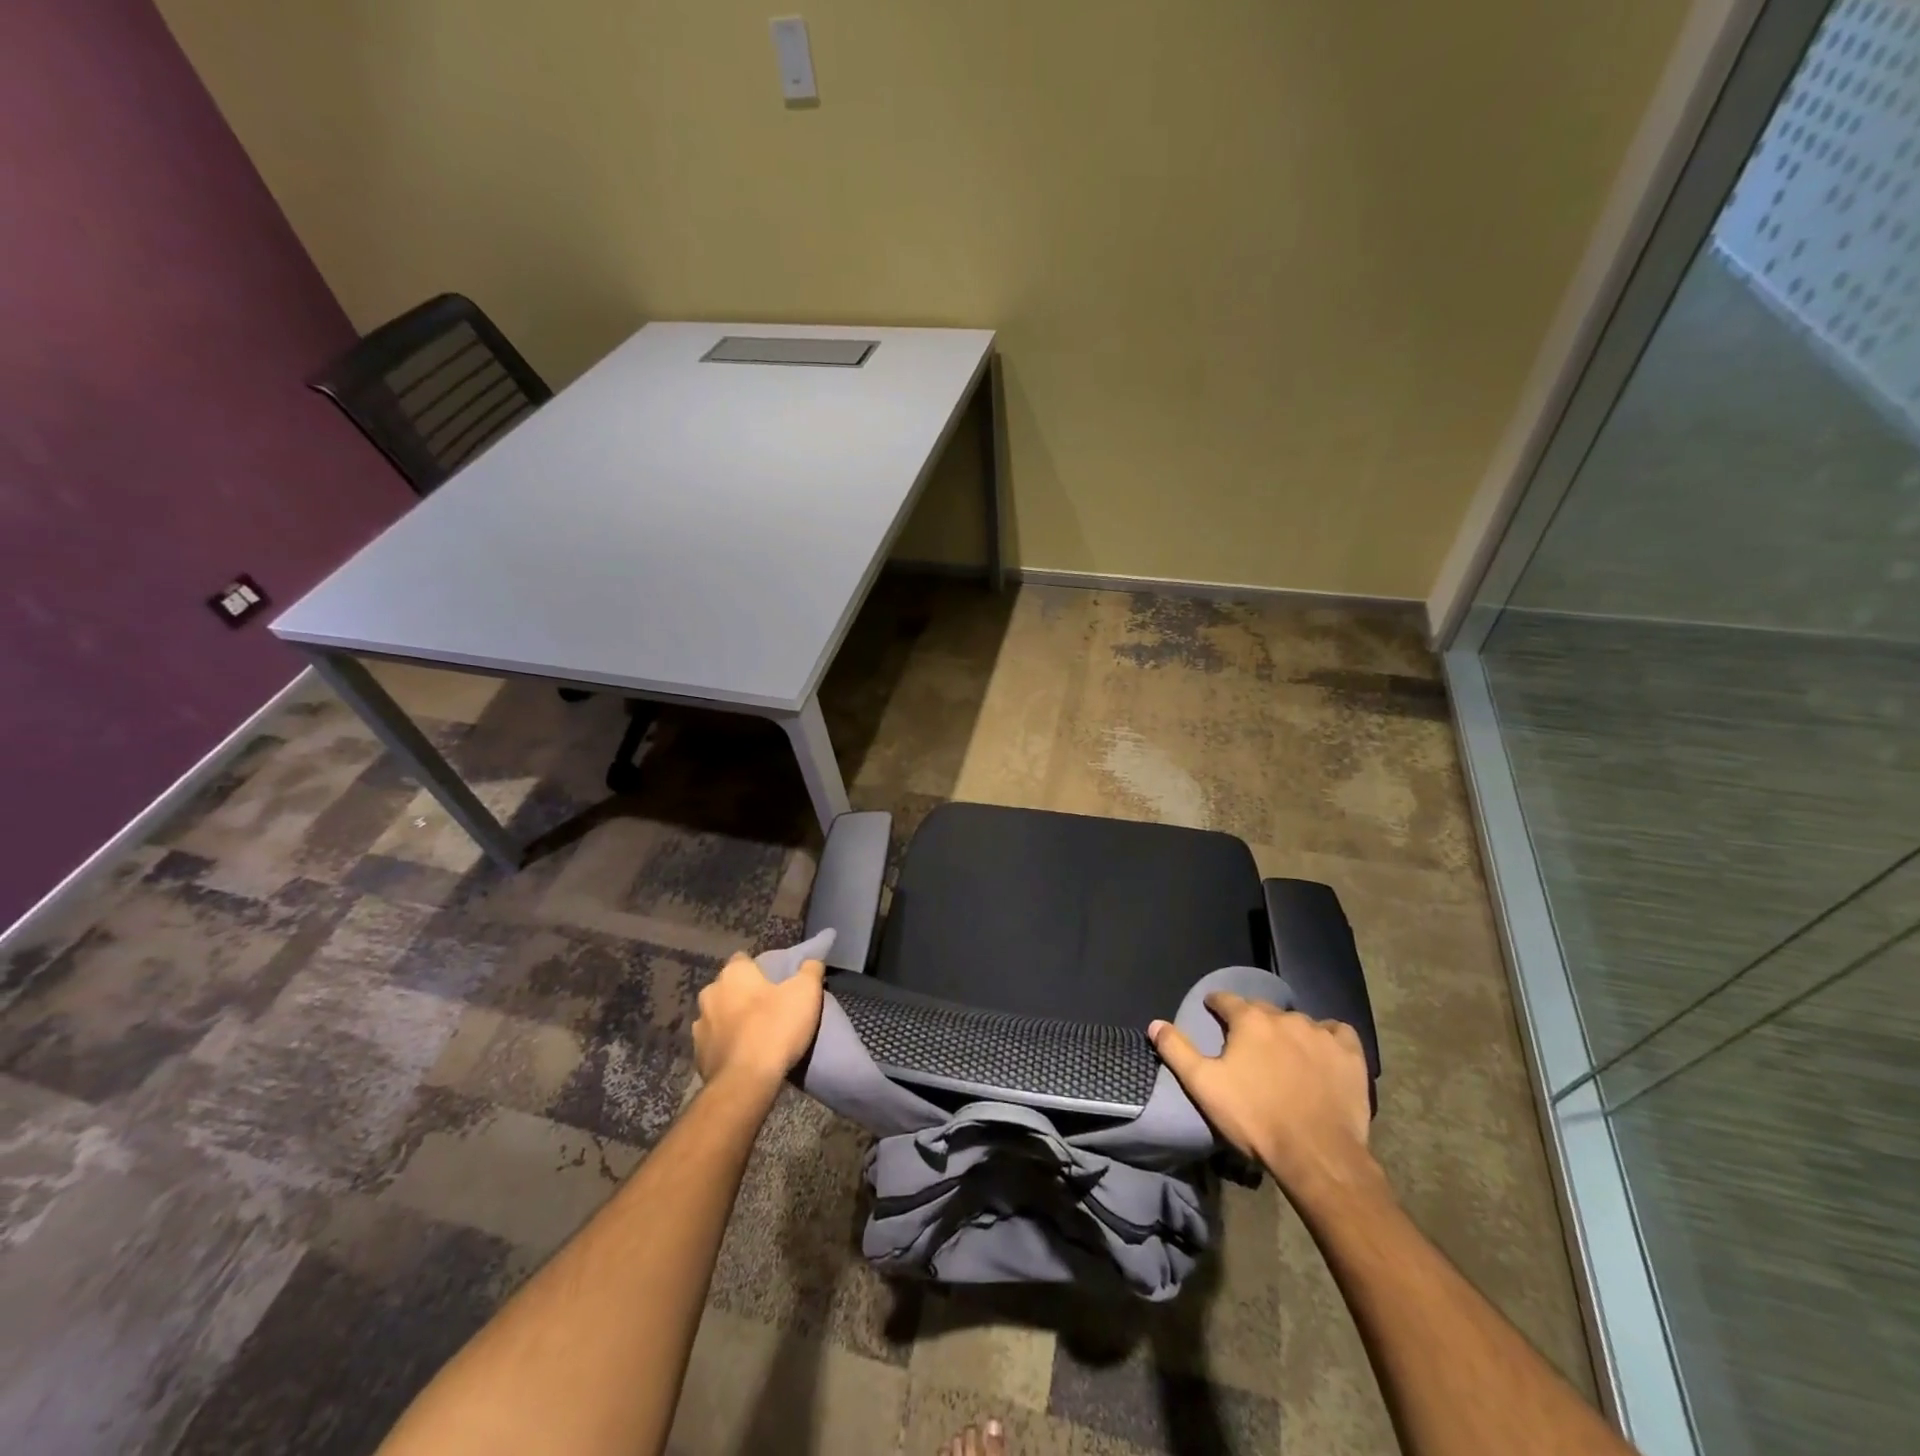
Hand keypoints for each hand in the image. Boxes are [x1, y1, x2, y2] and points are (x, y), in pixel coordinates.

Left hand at [693, 952, 826, 1095]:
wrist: (746, 1082)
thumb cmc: (776, 1027)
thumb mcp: (806, 992)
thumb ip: (810, 970)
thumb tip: (811, 961)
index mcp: (733, 974)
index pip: (743, 960)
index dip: (759, 968)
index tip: (775, 981)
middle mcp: (710, 994)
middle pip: (729, 988)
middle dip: (743, 995)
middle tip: (768, 1007)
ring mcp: (699, 1027)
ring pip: (719, 1016)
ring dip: (732, 1021)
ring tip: (755, 1034)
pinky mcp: (697, 1057)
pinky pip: (715, 1044)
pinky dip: (727, 1046)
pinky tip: (744, 1056)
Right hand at [1149, 996, 1375, 1200]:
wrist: (1317, 1155)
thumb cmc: (1255, 1119)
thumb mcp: (1204, 1086)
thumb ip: (1177, 1050)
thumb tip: (1155, 1023)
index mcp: (1249, 1021)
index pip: (1225, 1000)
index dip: (1216, 1005)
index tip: (1212, 1013)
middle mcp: (1285, 1017)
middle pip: (1262, 1010)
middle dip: (1252, 1021)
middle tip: (1247, 1044)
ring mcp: (1321, 1033)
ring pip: (1297, 1021)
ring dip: (1287, 1031)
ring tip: (1284, 1054)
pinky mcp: (1350, 1054)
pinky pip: (1337, 1031)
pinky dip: (1327, 1036)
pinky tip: (1322, 1051)